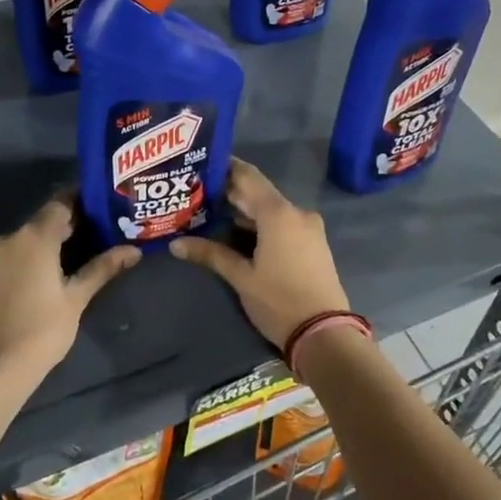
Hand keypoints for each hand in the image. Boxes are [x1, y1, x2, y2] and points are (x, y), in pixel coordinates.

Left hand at [0, 196, 140, 387]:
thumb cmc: (41, 330)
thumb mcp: (77, 298)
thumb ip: (103, 268)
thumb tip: (134, 250)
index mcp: (35, 236)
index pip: (61, 201)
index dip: (83, 200)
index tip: (105, 206)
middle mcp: (11, 238)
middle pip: (45, 219)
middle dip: (71, 223)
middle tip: (101, 233)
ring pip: (28, 238)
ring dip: (51, 241)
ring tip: (79, 255)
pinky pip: (15, 255)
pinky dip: (33, 256)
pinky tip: (49, 275)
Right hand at [169, 158, 350, 354]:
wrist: (325, 334)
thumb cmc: (279, 301)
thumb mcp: (241, 278)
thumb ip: (210, 254)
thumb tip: (175, 244)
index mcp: (278, 213)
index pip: (247, 176)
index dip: (224, 167)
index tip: (200, 165)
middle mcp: (296, 212)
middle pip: (258, 193)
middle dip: (230, 193)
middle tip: (197, 193)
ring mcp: (308, 227)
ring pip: (270, 210)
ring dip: (245, 211)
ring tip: (211, 214)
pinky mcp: (313, 243)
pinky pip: (283, 223)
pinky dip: (261, 224)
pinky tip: (238, 234)